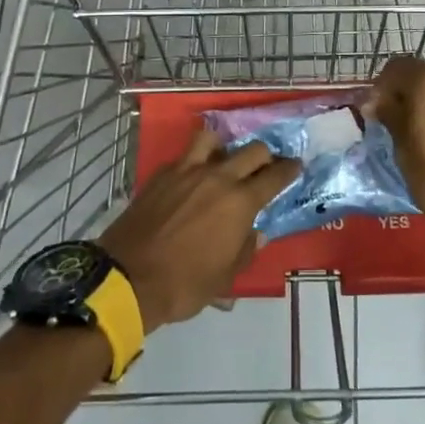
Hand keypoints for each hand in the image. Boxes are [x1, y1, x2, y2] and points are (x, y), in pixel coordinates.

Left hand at [98, 129, 299, 333]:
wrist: (128, 278)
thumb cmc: (184, 284)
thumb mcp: (224, 277)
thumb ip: (245, 250)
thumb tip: (255, 234)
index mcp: (240, 202)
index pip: (274, 177)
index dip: (289, 170)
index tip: (295, 166)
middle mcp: (217, 178)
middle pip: (251, 151)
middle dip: (265, 156)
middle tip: (266, 166)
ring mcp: (187, 171)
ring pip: (213, 139)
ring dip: (225, 146)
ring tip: (225, 159)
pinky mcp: (162, 174)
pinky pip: (185, 157)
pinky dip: (195, 161)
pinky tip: (193, 177)